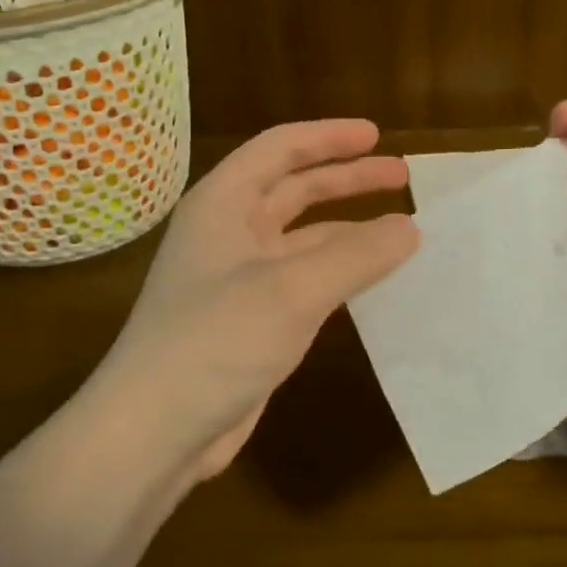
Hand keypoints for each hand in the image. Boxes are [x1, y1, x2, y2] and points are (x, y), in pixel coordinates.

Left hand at [96, 119, 418, 478]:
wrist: (155, 431)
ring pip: (303, 237)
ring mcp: (238, 279)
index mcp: (223, 204)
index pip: (279, 148)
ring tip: (402, 230)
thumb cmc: (215, 341)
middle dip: (347, 179)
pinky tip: (373, 280)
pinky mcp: (251, 320)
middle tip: (403, 176)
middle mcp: (228, 232)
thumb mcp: (291, 289)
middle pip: (294, 189)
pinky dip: (340, 271)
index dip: (329, 137)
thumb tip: (411, 227)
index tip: (377, 135)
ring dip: (349, 229)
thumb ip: (356, 255)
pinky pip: (305, 279)